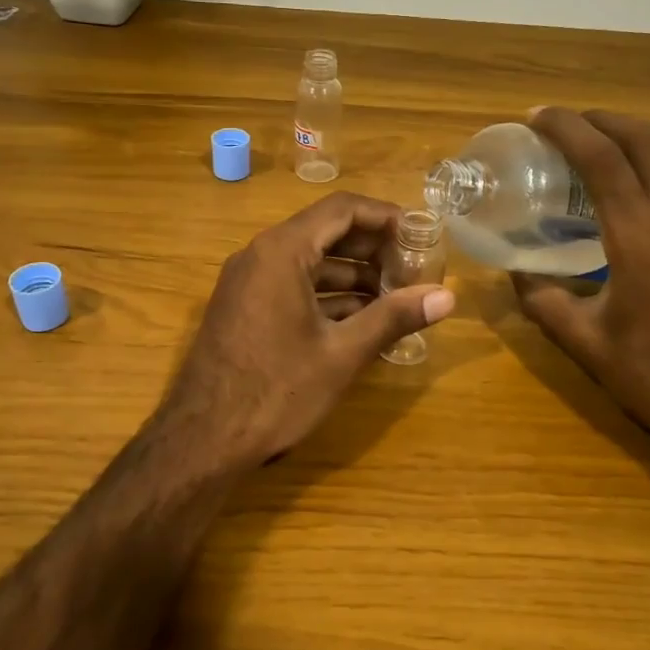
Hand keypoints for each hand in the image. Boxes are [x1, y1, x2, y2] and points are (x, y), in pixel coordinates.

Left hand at [154, 193, 455, 471]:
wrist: (202, 440)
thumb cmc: (276, 391)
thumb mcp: (342, 353)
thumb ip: (394, 317)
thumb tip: (447, 297)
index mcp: (282, 251)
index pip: (343, 209)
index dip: (387, 217)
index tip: (421, 236)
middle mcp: (261, 255)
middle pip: (326, 232)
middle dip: (373, 248)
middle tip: (414, 269)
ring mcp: (248, 282)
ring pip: (310, 262)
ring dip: (353, 275)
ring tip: (396, 298)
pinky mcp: (245, 308)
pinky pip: (293, 286)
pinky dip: (328, 296)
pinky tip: (361, 320)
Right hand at [511, 109, 649, 467]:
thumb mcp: (585, 344)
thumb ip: (543, 302)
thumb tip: (515, 273)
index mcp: (640, 238)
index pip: (602, 160)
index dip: (567, 129)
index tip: (537, 118)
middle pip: (644, 140)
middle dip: (602, 119)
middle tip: (567, 122)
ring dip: (637, 133)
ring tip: (604, 137)